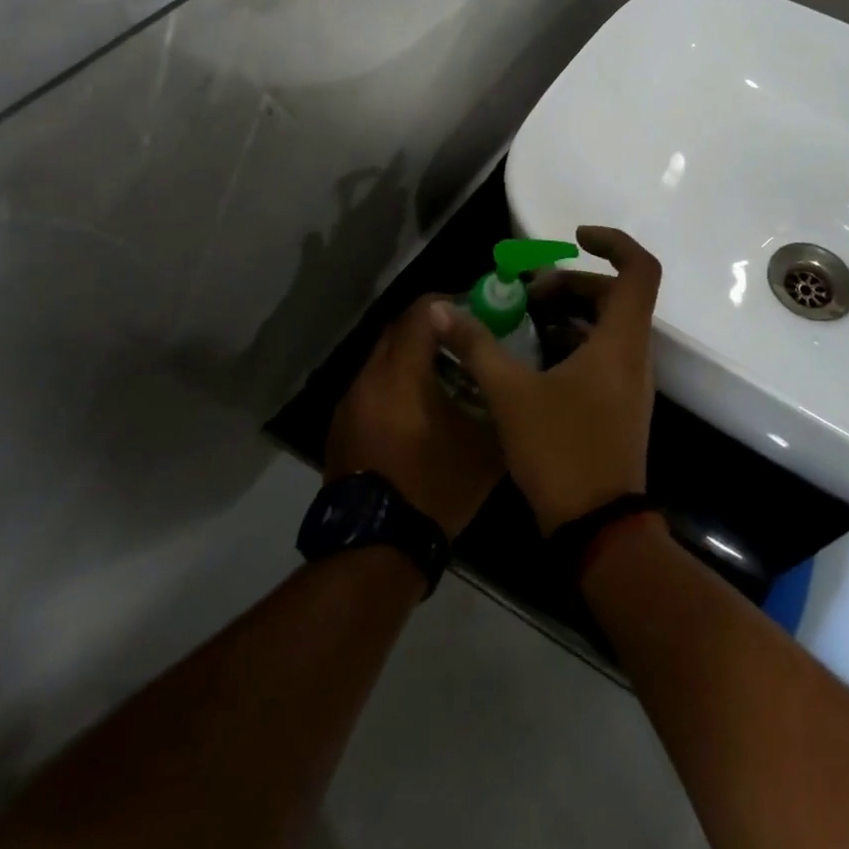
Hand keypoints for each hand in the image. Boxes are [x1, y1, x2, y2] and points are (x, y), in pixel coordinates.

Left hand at [326, 295, 503, 537]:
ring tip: (445, 377)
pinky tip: (418, 410)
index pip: (421, 312)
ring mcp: (350, 402)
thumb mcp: (484, 446)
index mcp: (402, 374)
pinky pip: (372, 386)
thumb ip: (495, 400)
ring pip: (382, 359)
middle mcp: (369, 377)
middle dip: (431, 328)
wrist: (376, 545)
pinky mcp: (341, 425)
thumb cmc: (435, 487)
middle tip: (464, 342)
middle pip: (398, 330)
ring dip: (412, 357)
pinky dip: (395, 384)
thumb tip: (507, 379)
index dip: (449, 303)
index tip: (475, 309)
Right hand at [430, 226, 659, 534]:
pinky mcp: (621, 405)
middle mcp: (635, 355)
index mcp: (621, 341)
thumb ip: (477, 346)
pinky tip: (534, 360)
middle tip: (528, 295)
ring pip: (609, 328)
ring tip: (525, 321)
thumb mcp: (511, 394)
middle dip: (572, 284)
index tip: (574, 238)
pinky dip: (574, 344)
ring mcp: (631, 383)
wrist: (598, 528)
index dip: (613, 242)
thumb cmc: (561, 451)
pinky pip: (604, 356)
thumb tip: (441, 310)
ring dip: (571, 315)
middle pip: (617, 296)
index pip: (639, 270)